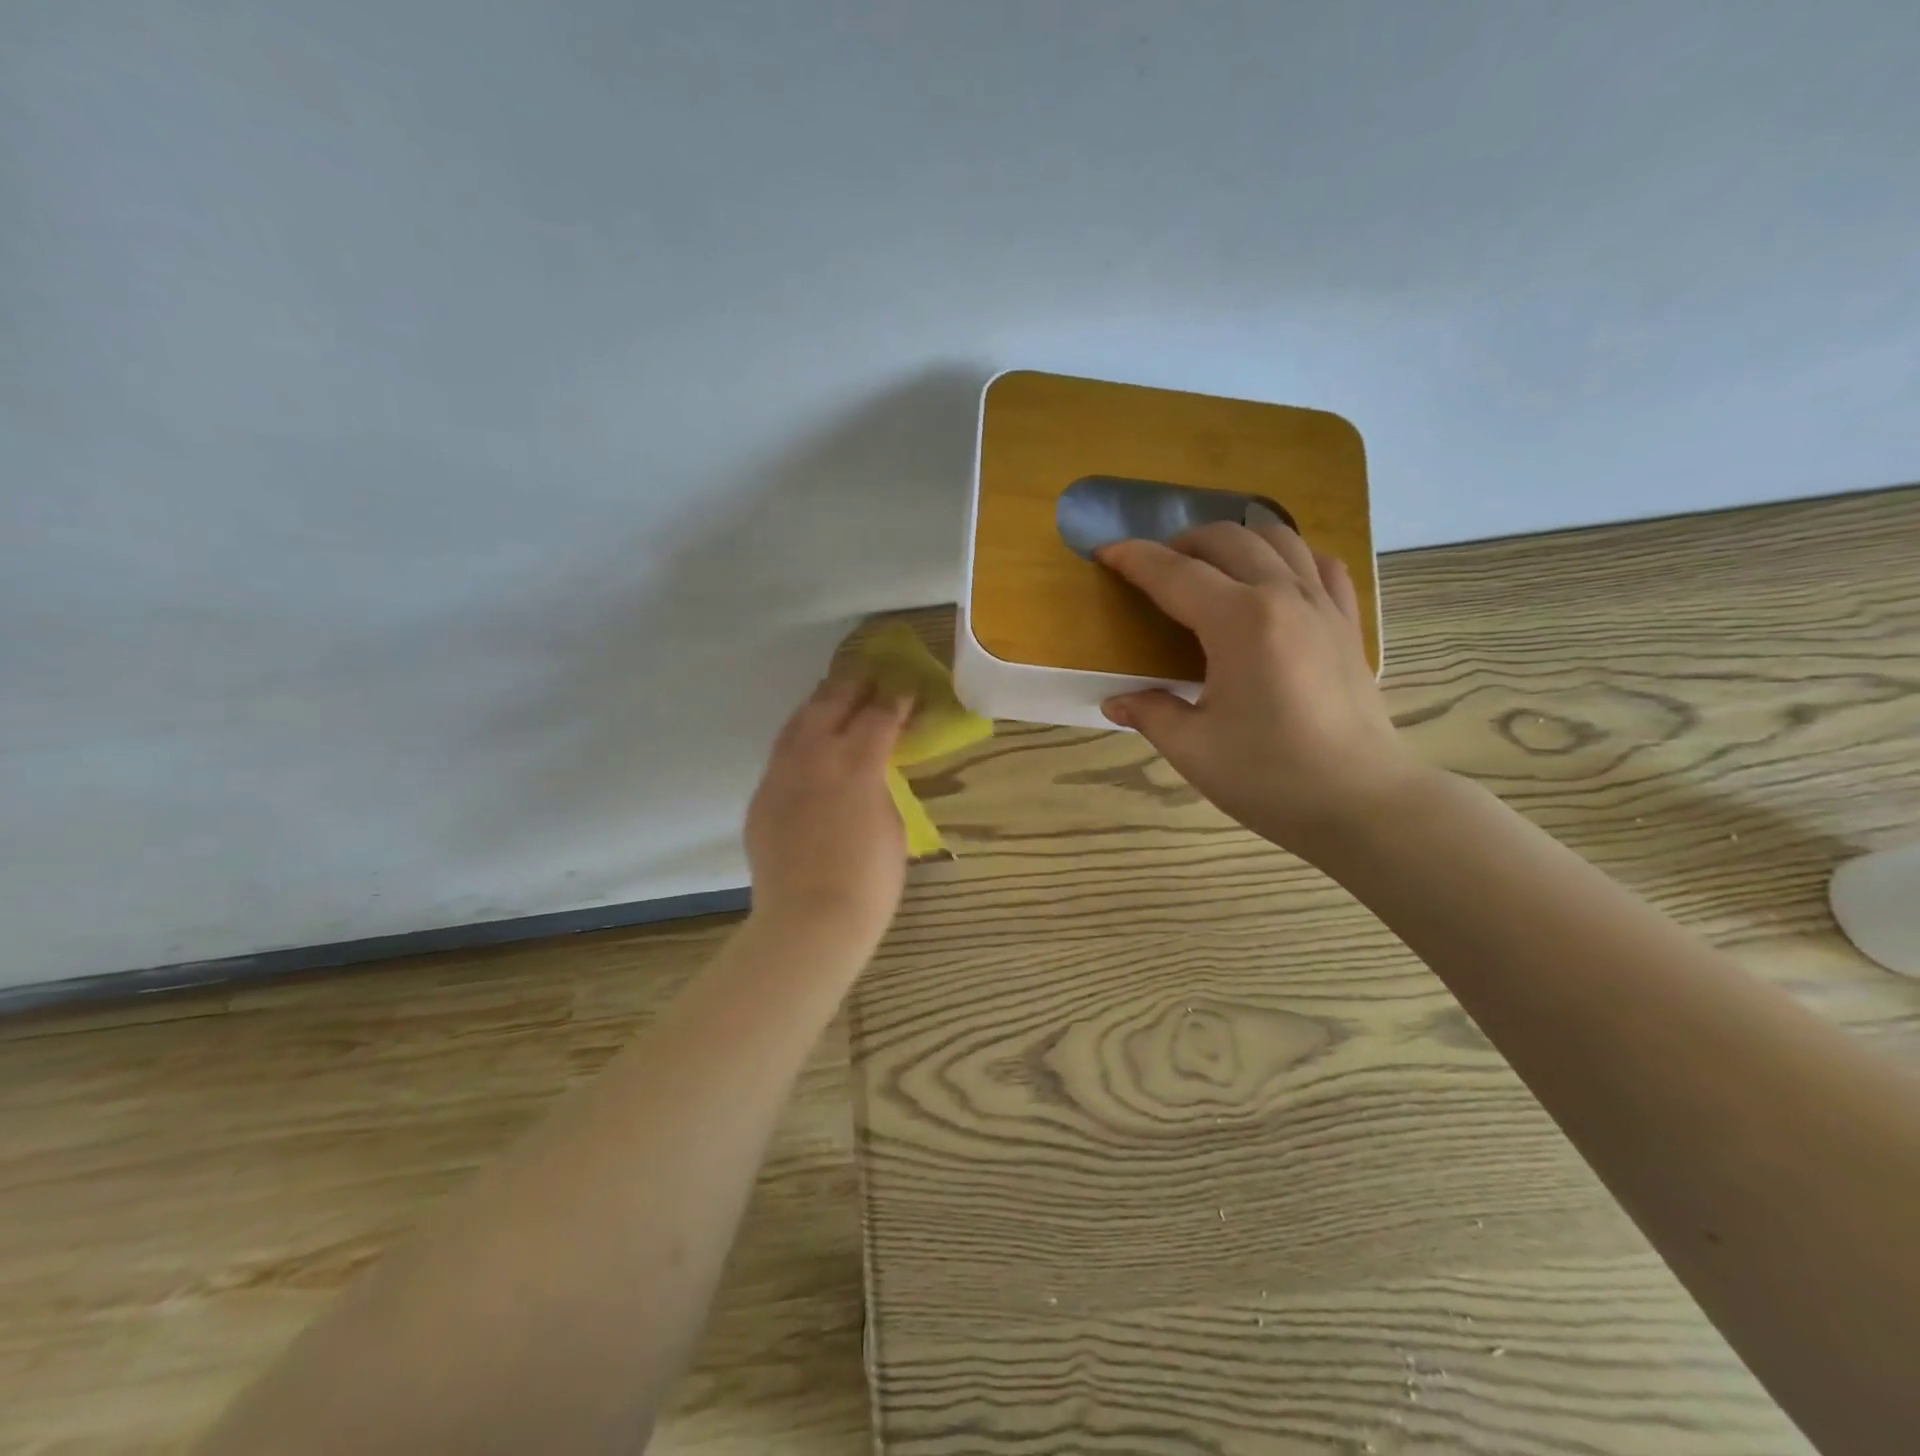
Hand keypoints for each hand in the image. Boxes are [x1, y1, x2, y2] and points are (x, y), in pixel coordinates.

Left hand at [745, 677, 912, 952]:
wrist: (809, 921)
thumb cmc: (869, 881)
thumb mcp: (892, 826)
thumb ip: (880, 788)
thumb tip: (870, 773)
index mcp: (856, 763)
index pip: (879, 716)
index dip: (895, 699)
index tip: (905, 688)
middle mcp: (814, 756)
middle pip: (831, 704)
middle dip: (852, 686)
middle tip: (867, 677)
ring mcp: (780, 775)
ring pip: (797, 723)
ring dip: (818, 705)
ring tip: (831, 697)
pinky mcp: (761, 798)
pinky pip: (780, 756)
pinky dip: (798, 742)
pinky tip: (806, 748)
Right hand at [1097, 522, 1422, 856]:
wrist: (1361, 803)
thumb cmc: (1270, 777)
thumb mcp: (1193, 749)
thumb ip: (1150, 712)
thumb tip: (1115, 700)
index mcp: (1240, 621)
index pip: (1174, 574)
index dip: (1134, 559)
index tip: (1104, 552)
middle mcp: (1284, 596)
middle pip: (1226, 540)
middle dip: (1180, 543)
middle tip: (1152, 570)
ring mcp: (1324, 605)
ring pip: (1277, 537)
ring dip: (1234, 540)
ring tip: (1209, 567)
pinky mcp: (1348, 623)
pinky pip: (1319, 564)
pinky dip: (1288, 557)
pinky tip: (1273, 580)